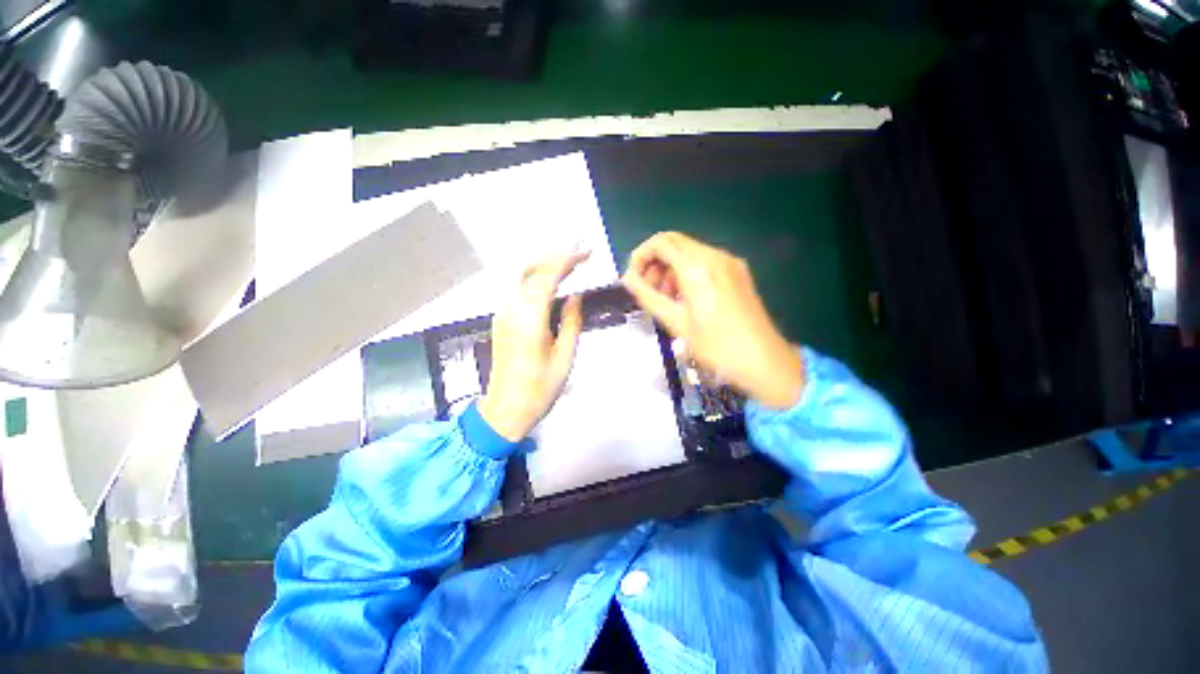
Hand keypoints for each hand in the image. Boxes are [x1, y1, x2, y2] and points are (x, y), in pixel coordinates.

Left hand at [478, 252, 587, 440]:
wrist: (505, 410)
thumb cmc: (539, 389)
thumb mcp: (565, 358)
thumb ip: (571, 323)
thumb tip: (575, 297)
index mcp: (529, 320)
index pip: (547, 277)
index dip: (567, 259)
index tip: (585, 252)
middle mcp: (511, 311)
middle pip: (529, 269)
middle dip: (554, 256)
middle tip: (579, 253)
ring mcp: (502, 314)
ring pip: (521, 277)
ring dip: (544, 265)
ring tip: (568, 264)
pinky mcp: (501, 321)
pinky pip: (518, 290)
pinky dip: (535, 279)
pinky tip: (551, 283)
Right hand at [622, 232, 803, 408]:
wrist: (764, 361)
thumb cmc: (715, 346)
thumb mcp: (675, 322)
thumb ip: (647, 295)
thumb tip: (627, 279)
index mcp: (697, 267)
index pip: (660, 242)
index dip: (640, 256)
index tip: (633, 280)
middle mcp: (714, 255)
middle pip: (674, 243)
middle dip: (654, 263)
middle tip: (649, 291)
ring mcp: (729, 262)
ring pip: (689, 252)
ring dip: (670, 269)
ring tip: (666, 299)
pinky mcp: (738, 272)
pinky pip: (704, 262)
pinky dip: (687, 273)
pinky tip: (686, 299)